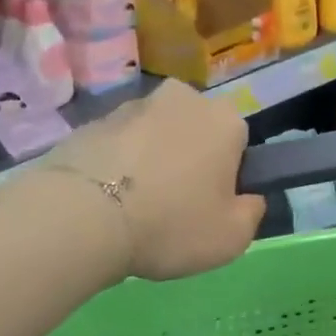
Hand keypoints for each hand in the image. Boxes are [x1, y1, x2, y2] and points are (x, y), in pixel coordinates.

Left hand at [44, 79, 264, 279]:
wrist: (83, 217)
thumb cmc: (171, 224)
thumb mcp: (232, 237)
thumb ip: (252, 213)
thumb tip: (248, 198)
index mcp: (223, 119)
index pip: (238, 142)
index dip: (228, 176)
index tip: (211, 205)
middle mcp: (180, 98)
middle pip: (194, 132)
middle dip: (188, 161)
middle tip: (174, 207)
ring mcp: (130, 106)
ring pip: (153, 136)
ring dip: (150, 162)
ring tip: (134, 208)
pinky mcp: (90, 122)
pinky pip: (117, 147)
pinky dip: (116, 167)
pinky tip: (106, 202)